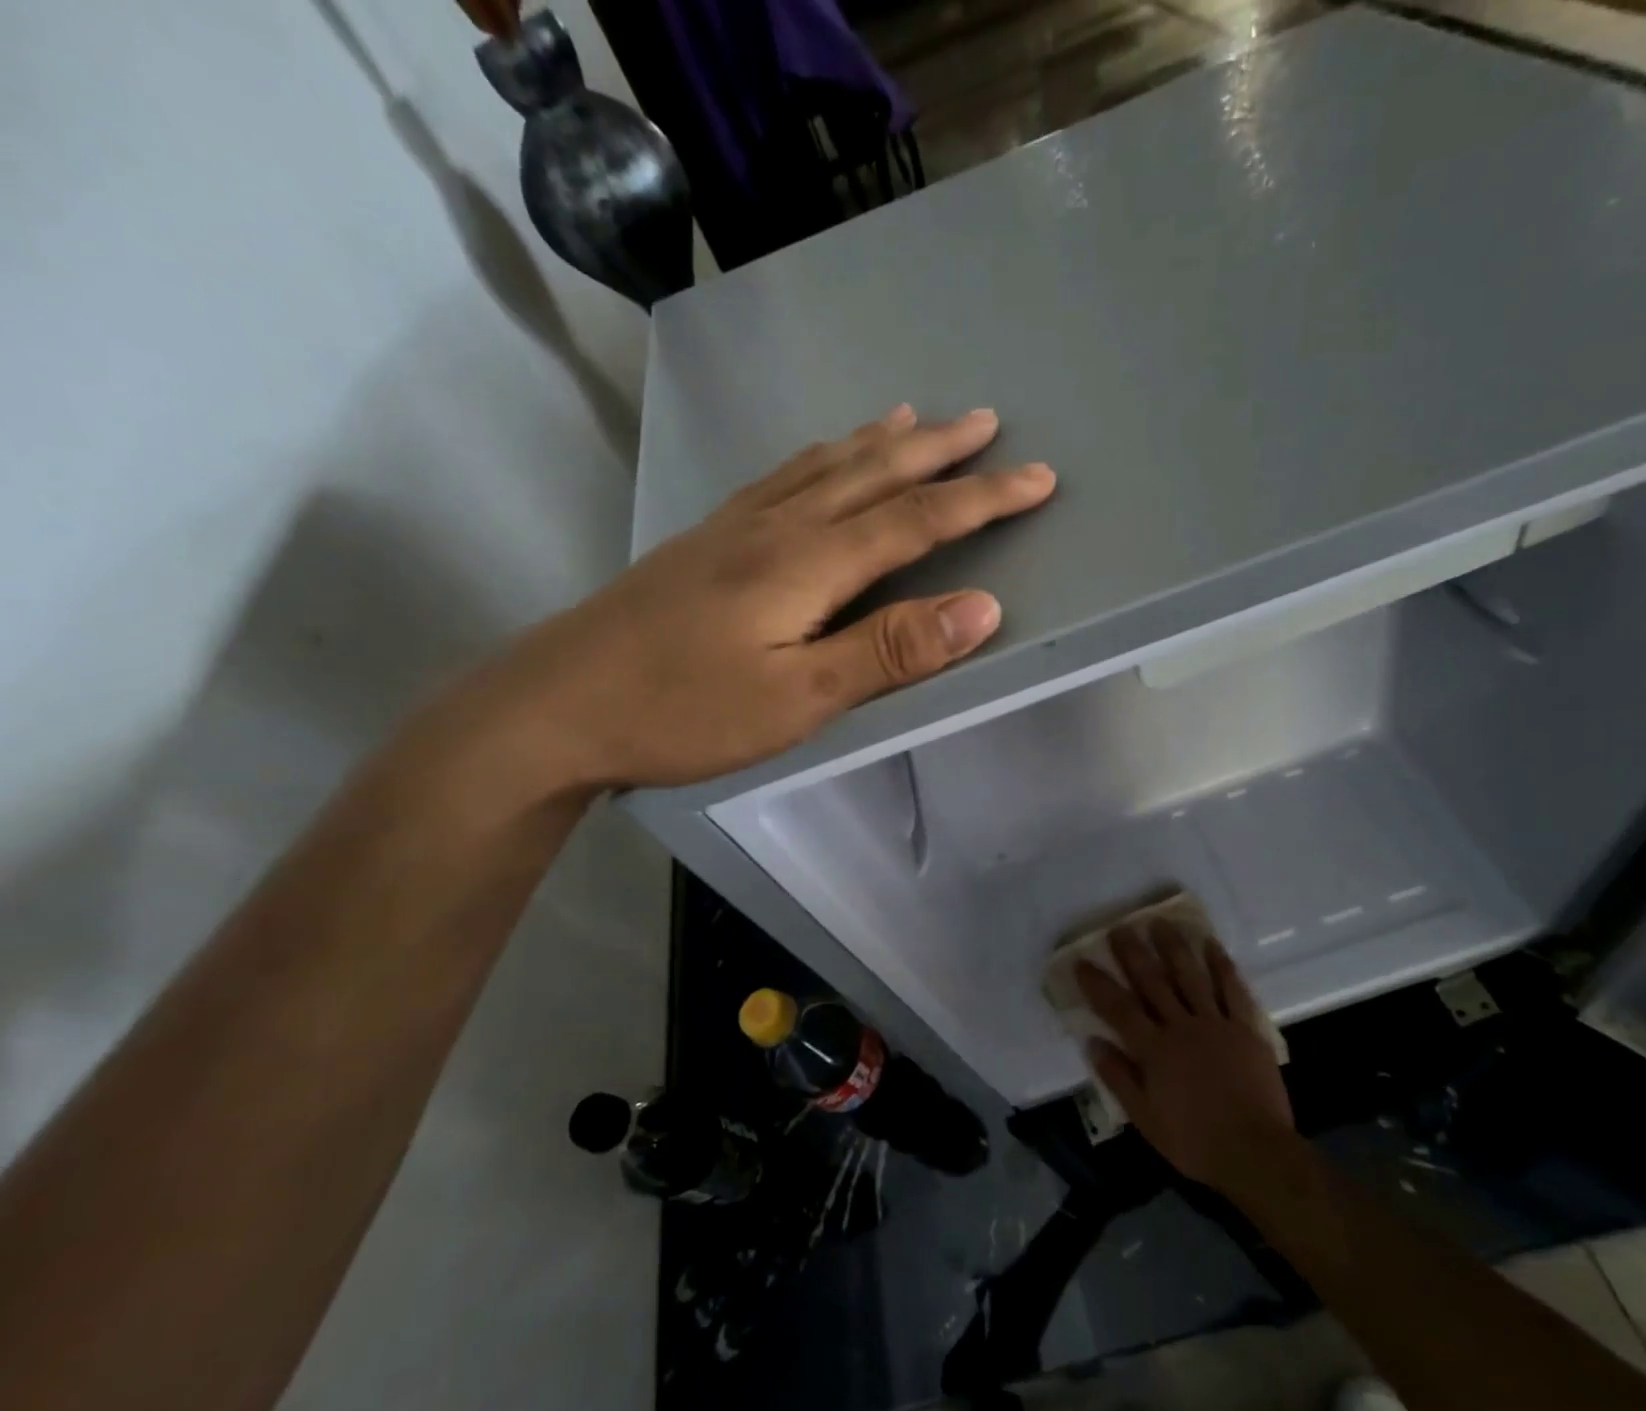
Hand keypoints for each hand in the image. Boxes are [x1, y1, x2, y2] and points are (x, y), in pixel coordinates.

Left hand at [443, 406, 1054, 791]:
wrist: (560, 703)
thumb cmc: (684, 710)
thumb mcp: (800, 697)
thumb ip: (890, 651)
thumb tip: (982, 607)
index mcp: (809, 562)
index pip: (918, 519)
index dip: (983, 498)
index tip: (1039, 478)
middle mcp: (779, 526)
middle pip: (874, 475)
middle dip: (940, 451)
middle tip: (988, 424)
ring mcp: (737, 526)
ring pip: (826, 466)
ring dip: (880, 442)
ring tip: (917, 418)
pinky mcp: (708, 539)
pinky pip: (782, 477)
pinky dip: (821, 457)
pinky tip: (820, 458)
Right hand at [1075, 921, 1294, 1187]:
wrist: (1254, 1152)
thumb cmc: (1194, 1140)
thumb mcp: (1145, 1118)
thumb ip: (1118, 1077)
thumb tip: (1093, 1042)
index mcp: (1153, 1049)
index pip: (1118, 1008)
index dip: (1098, 984)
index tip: (1081, 961)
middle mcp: (1180, 1027)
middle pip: (1152, 982)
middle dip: (1134, 953)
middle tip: (1121, 927)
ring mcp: (1215, 1024)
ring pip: (1189, 976)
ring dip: (1173, 947)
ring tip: (1160, 922)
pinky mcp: (1245, 1028)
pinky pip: (1231, 990)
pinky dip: (1221, 965)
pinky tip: (1211, 944)